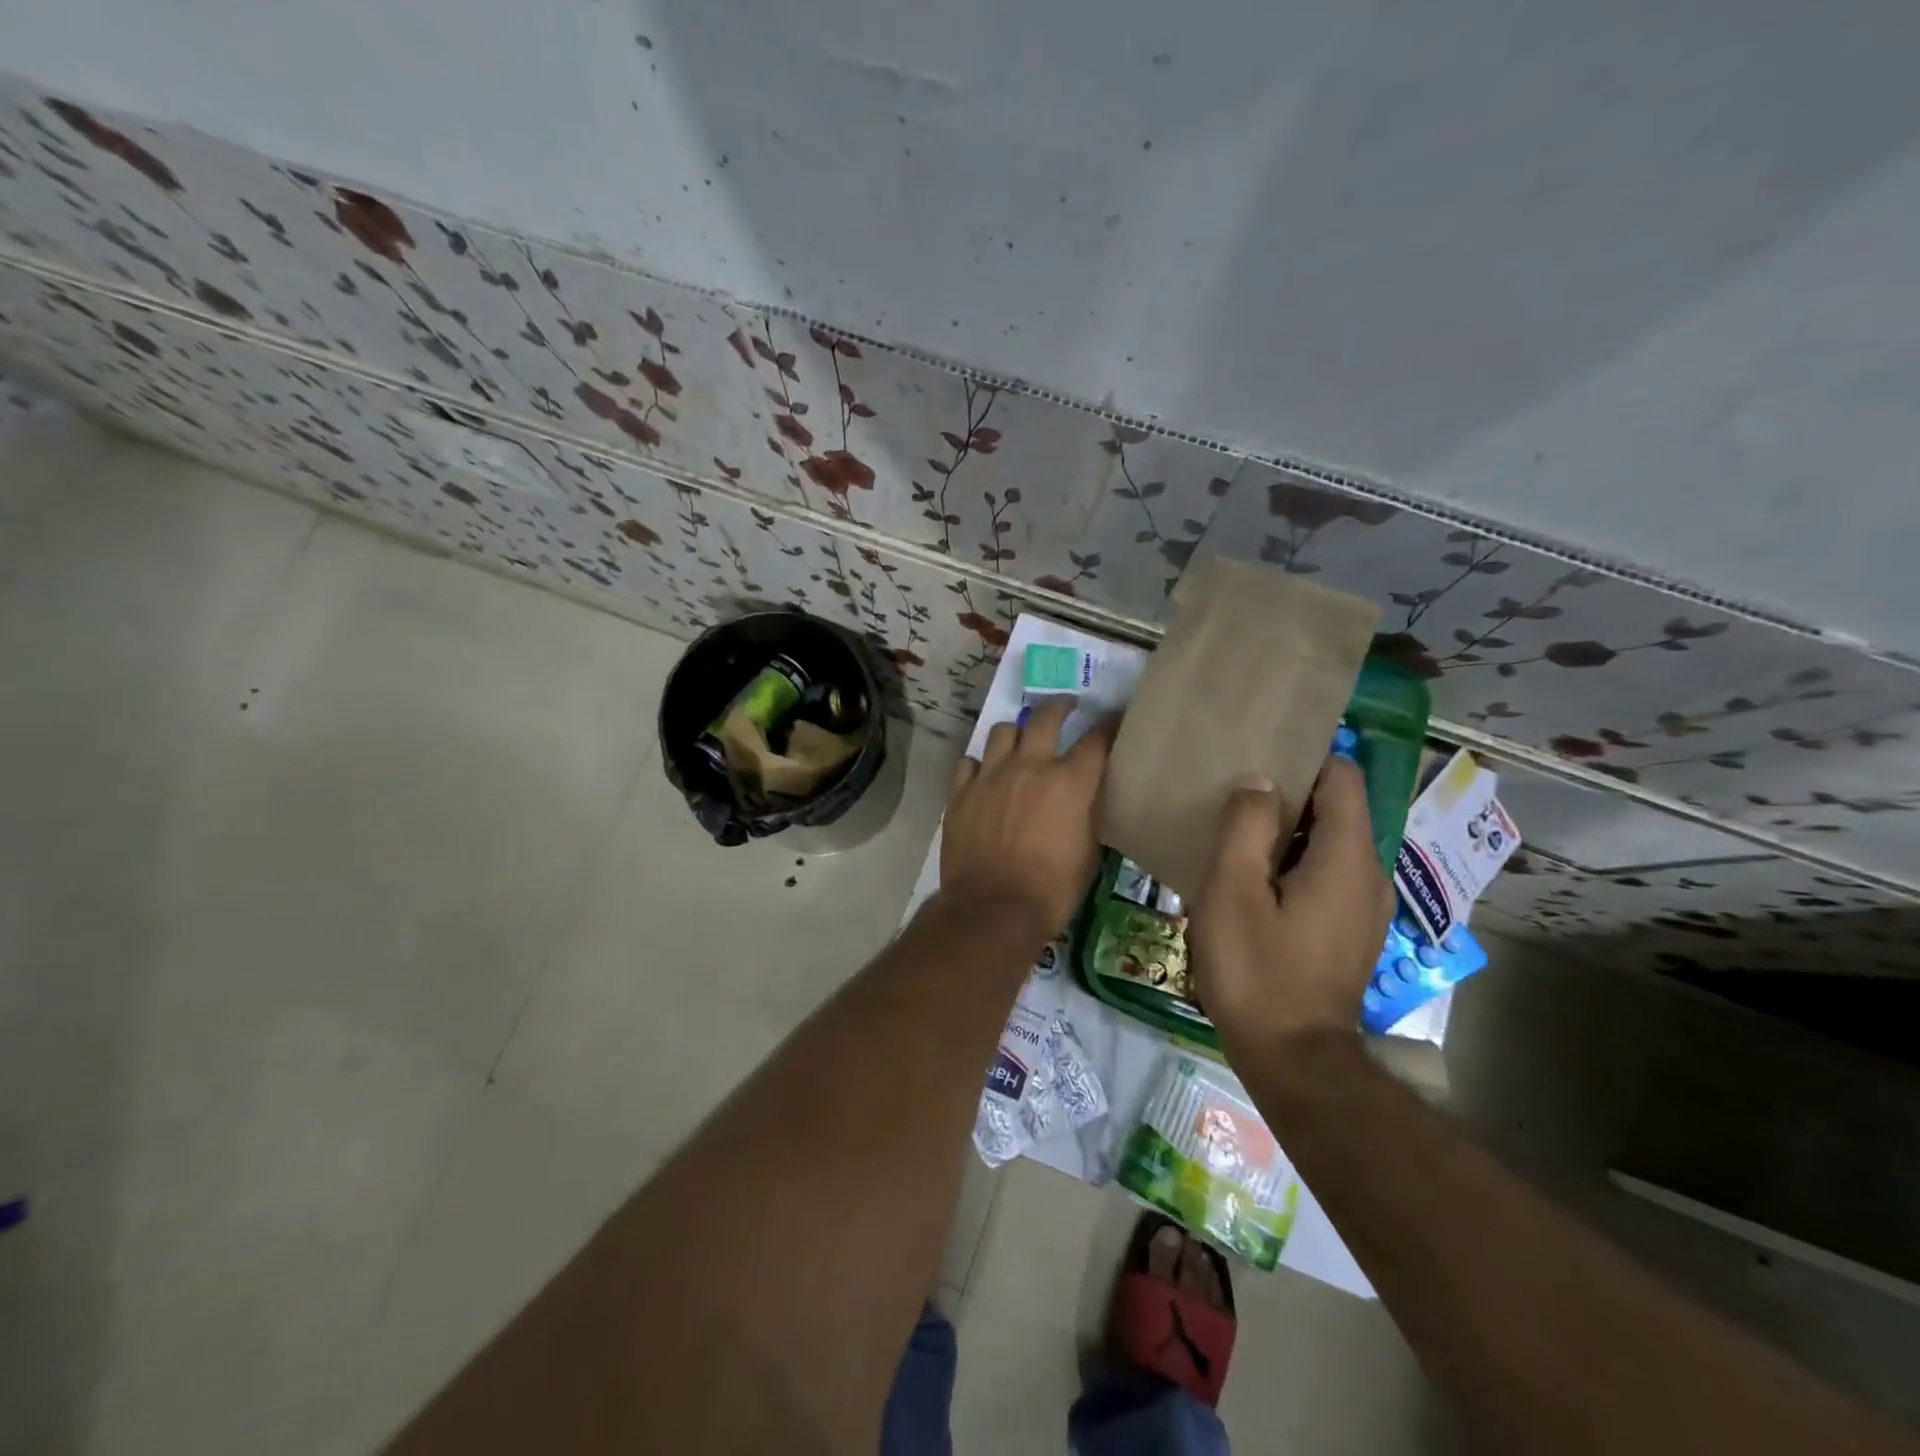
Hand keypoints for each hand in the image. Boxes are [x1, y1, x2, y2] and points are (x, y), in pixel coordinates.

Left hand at [941, 698, 1116, 935]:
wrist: (992, 909)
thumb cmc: (1052, 890)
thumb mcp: (1089, 855)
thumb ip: (1090, 816)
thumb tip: (1089, 799)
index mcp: (1069, 781)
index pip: (1097, 738)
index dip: (1110, 724)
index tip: (1115, 717)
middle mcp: (1029, 766)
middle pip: (1045, 717)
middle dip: (1060, 707)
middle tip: (1066, 707)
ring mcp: (990, 776)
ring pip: (1002, 732)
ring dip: (1016, 733)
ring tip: (1020, 740)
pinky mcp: (961, 792)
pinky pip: (969, 762)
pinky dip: (980, 764)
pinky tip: (984, 774)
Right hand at [1188, 756, 1392, 1059]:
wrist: (1294, 1060)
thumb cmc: (1257, 971)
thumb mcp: (1232, 892)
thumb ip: (1246, 828)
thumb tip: (1258, 781)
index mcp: (1347, 857)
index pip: (1343, 777)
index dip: (1305, 758)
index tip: (1257, 754)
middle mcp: (1370, 874)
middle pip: (1338, 807)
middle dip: (1290, 792)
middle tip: (1233, 790)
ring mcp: (1366, 905)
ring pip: (1331, 841)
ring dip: (1290, 829)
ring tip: (1237, 828)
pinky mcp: (1352, 929)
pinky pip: (1329, 872)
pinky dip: (1297, 860)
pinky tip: (1254, 876)